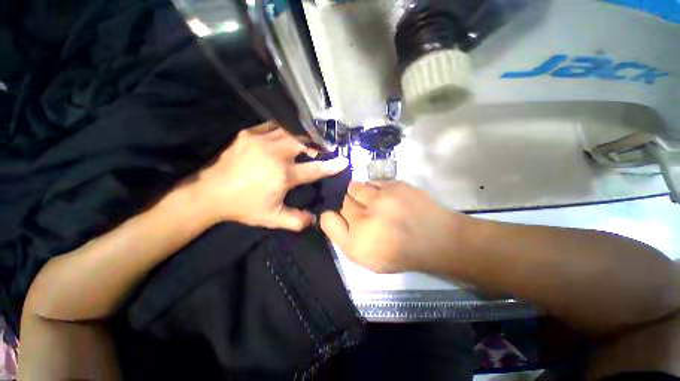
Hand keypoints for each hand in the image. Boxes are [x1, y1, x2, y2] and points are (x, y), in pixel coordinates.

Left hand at [190, 122, 347, 230]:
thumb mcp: (272, 219)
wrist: (210, 194)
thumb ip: (296, 220)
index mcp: (283, 175)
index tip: (343, 161)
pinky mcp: (248, 135)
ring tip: (305, 143)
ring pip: (290, 131)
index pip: (314, 169)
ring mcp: (261, 141)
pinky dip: (283, 130)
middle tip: (320, 150)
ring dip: (301, 137)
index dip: (331, 166)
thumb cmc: (243, 207)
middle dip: (315, 146)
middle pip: (303, 143)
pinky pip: (272, 126)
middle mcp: (276, 154)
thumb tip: (314, 219)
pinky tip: (284, 136)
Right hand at [320, 181, 461, 272]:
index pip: (327, 217)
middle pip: (340, 199)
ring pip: (355, 187)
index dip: (331, 214)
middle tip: (360, 210)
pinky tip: (386, 198)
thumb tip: (330, 214)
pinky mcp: (396, 185)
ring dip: (359, 193)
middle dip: (346, 204)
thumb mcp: (364, 257)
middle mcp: (364, 216)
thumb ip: (341, 236)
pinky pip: (374, 182)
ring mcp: (381, 198)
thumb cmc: (398, 252)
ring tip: (372, 202)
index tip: (341, 216)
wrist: (436, 239)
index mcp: (356, 239)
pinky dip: (375, 189)